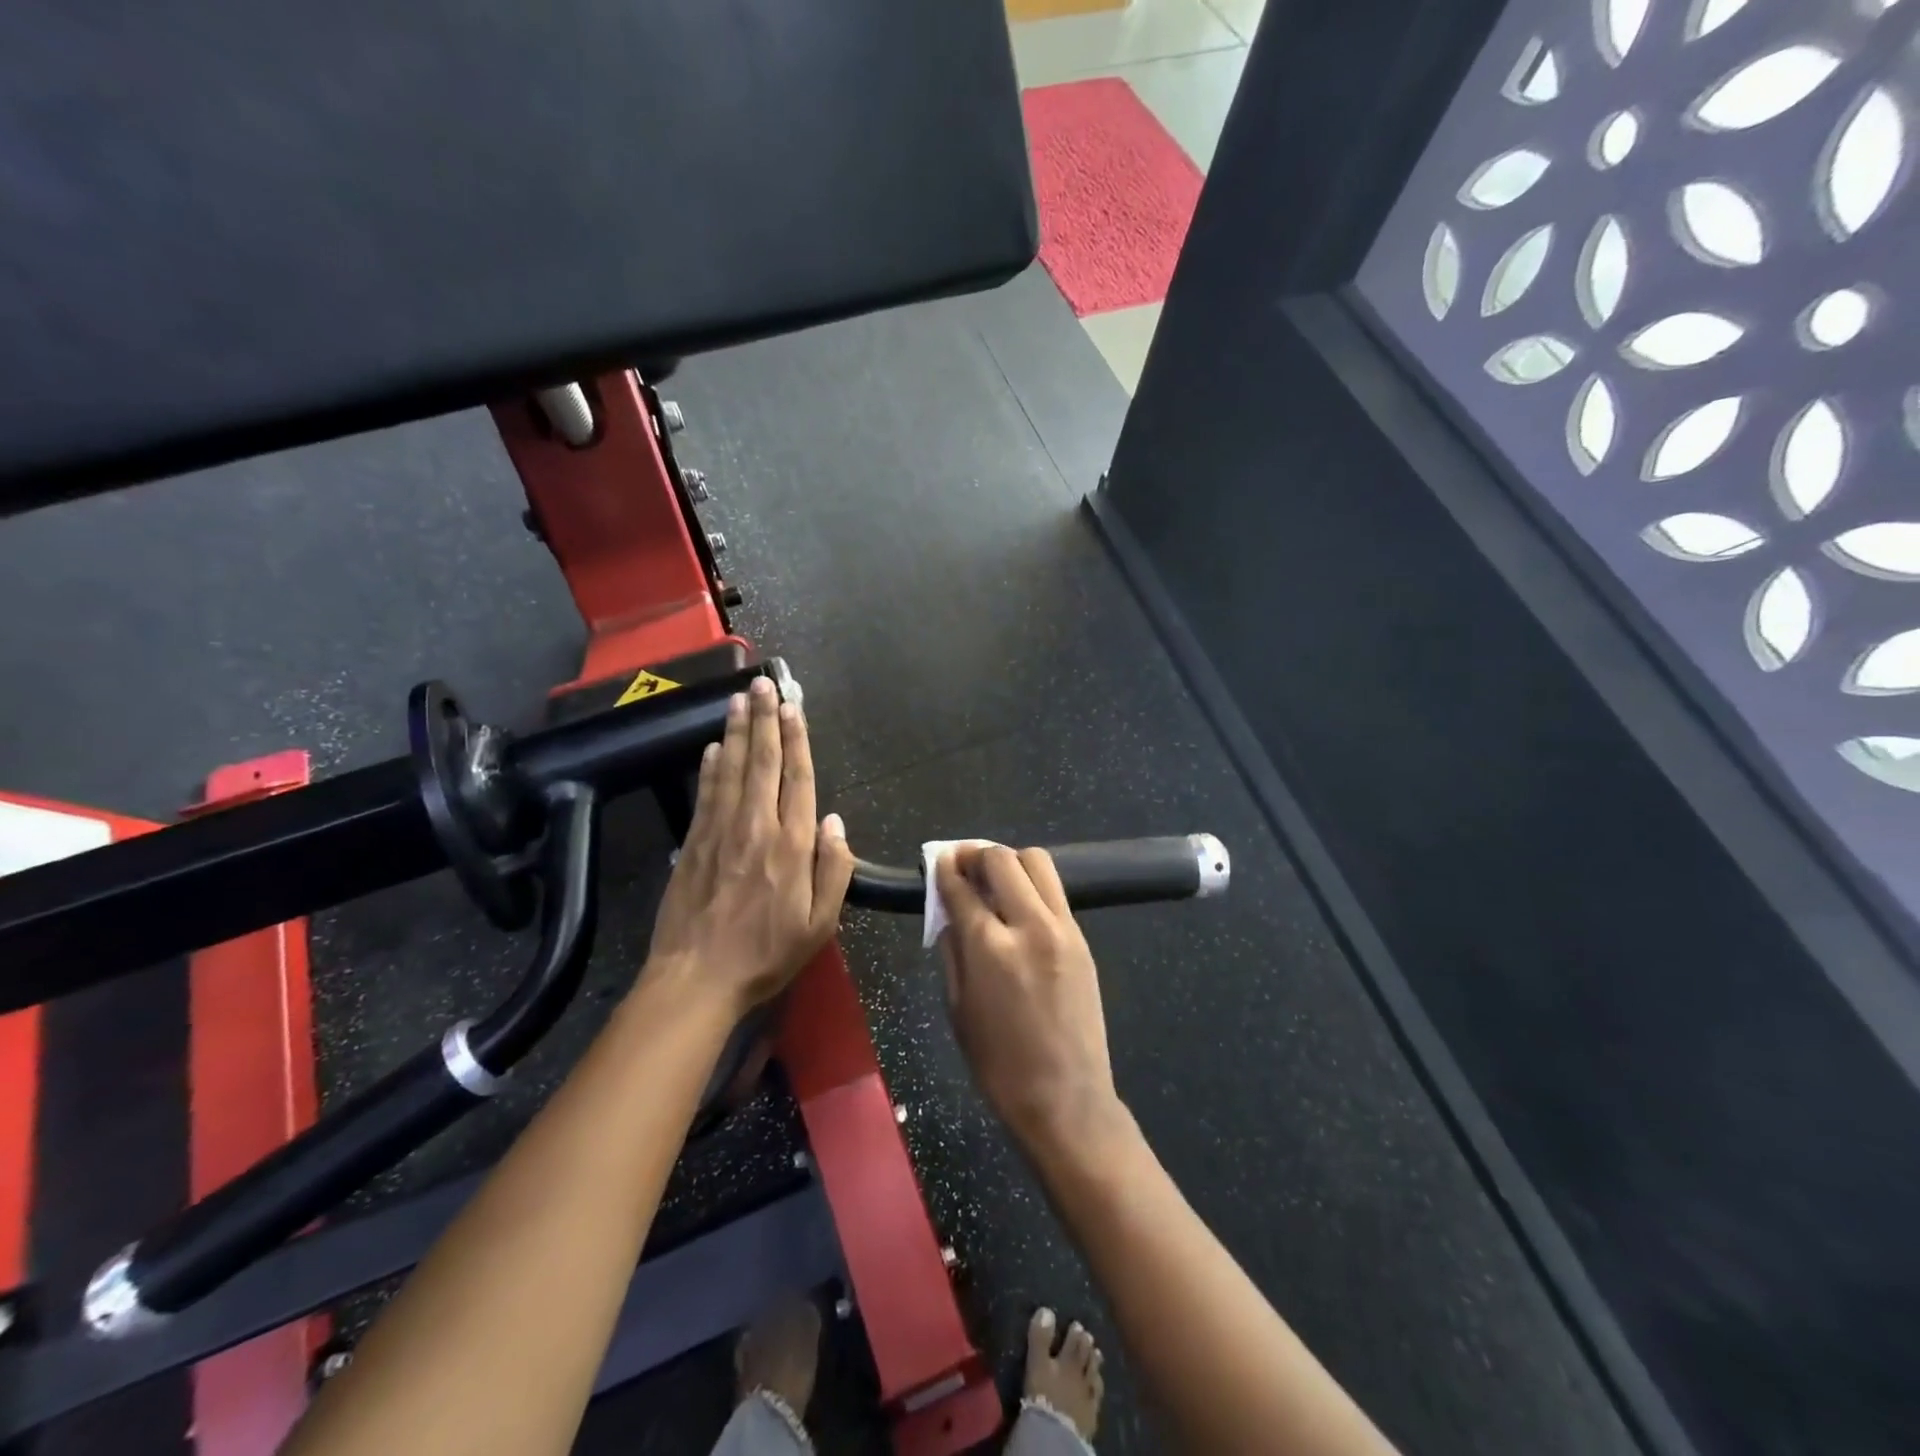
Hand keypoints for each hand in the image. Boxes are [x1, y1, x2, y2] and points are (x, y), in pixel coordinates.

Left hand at [643, 676, 853, 1015]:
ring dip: (737, 732)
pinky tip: (713, 748)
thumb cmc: (766, 955)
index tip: (794, 708)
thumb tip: (836, 822)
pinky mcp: (692, 843)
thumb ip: (834, 870)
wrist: (696, 979)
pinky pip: (705, 794)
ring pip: (732, 770)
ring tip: (739, 699)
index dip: (797, 740)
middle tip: (763, 684)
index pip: (798, 779)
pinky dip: (710, 767)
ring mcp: (720, 832)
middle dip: (765, 720)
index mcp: (792, 846)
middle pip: (763, 763)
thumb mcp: (820, 925)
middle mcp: (756, 827)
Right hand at [936, 847, 1124, 1155]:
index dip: (945, 869)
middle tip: (963, 864)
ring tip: (994, 879)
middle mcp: (1029, 926)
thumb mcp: (957, 1009)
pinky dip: (1033, 885)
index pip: (962, 887)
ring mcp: (1063, 929)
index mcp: (990, 948)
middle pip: (1003, 860)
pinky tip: (1019, 905)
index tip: (937, 860)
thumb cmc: (998, 1064)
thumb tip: (949, 914)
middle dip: (976, 854)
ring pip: (1038, 862)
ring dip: (1010, 861)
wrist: (1065, 1098)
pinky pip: (1055, 892)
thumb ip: (951, 951)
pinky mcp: (1082, 938)